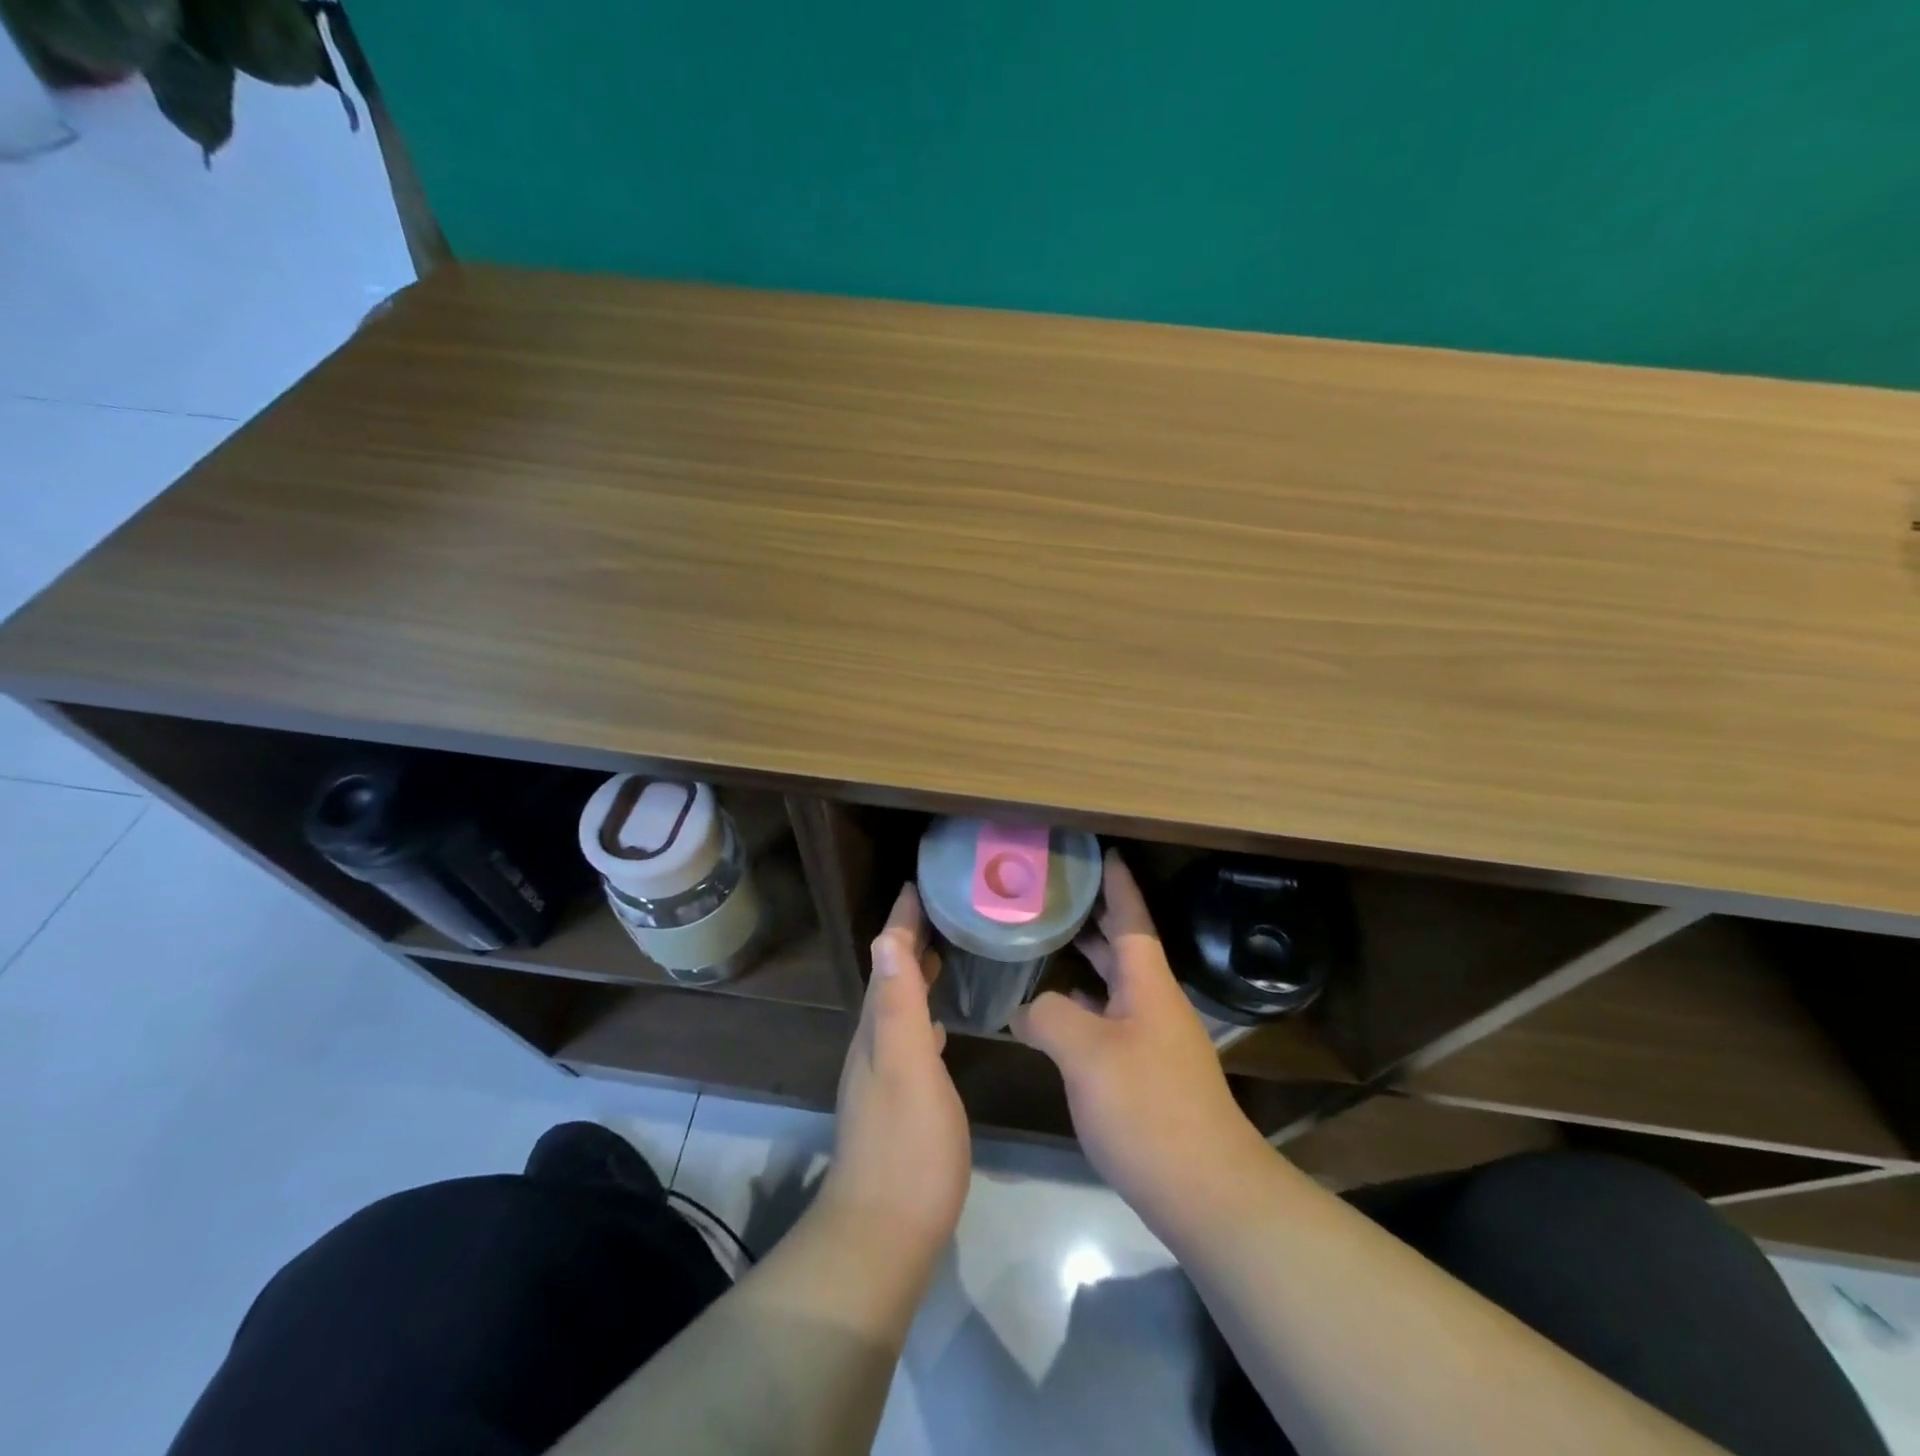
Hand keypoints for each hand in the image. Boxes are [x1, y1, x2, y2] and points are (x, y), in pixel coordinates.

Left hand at [822, 885, 971, 1260]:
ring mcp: (884, 1075)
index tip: (918, 886)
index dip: (901, 924)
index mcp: (876, 1030)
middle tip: (940, 910)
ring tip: (944, 953)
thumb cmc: (906, 1147)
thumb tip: (886, 939)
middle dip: (910, 941)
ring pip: (900, 1007)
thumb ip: (898, 1006)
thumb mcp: (906, 1068)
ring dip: (917, 975)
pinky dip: (924, 1015)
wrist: (883, 1232)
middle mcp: (873, 1045)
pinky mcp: (899, 1101)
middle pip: (891, 978)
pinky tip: (942, 1024)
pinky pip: (912, 1037)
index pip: (888, 961)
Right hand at [1011, 851, 1270, 1225]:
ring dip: (1087, 963)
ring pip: (1116, 986)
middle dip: (1095, 918)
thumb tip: (1026, 1008)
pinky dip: (1084, 1007)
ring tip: (1048, 943)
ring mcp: (1154, 1041)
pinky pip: (1110, 1021)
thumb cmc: (1148, 1109)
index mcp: (1148, 985)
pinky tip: (1057, 1015)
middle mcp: (1154, 1004)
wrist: (1206, 1191)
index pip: (1132, 919)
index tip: (1105, 853)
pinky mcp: (1149, 1075)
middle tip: (1057, 894)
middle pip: (1124, 948)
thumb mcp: (1086, 1054)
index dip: (1118, 885)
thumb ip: (1049, 1017)